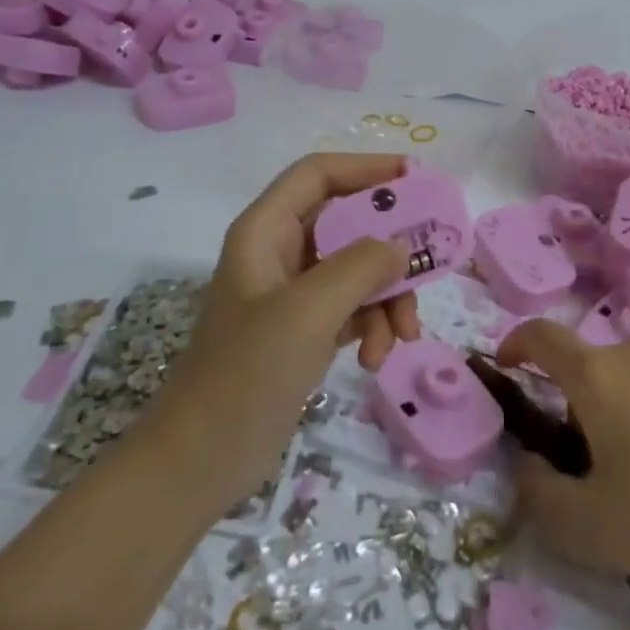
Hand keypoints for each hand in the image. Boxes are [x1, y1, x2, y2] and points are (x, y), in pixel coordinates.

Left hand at [151, 154, 420, 508]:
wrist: (200, 461)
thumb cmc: (245, 374)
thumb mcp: (306, 312)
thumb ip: (359, 267)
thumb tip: (401, 244)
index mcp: (265, 231)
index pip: (319, 175)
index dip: (366, 168)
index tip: (416, 179)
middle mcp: (279, 252)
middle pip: (348, 223)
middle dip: (389, 248)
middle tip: (429, 262)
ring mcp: (293, 294)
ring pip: (358, 270)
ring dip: (386, 299)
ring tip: (401, 337)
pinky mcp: (305, 330)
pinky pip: (353, 308)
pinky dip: (372, 326)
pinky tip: (375, 359)